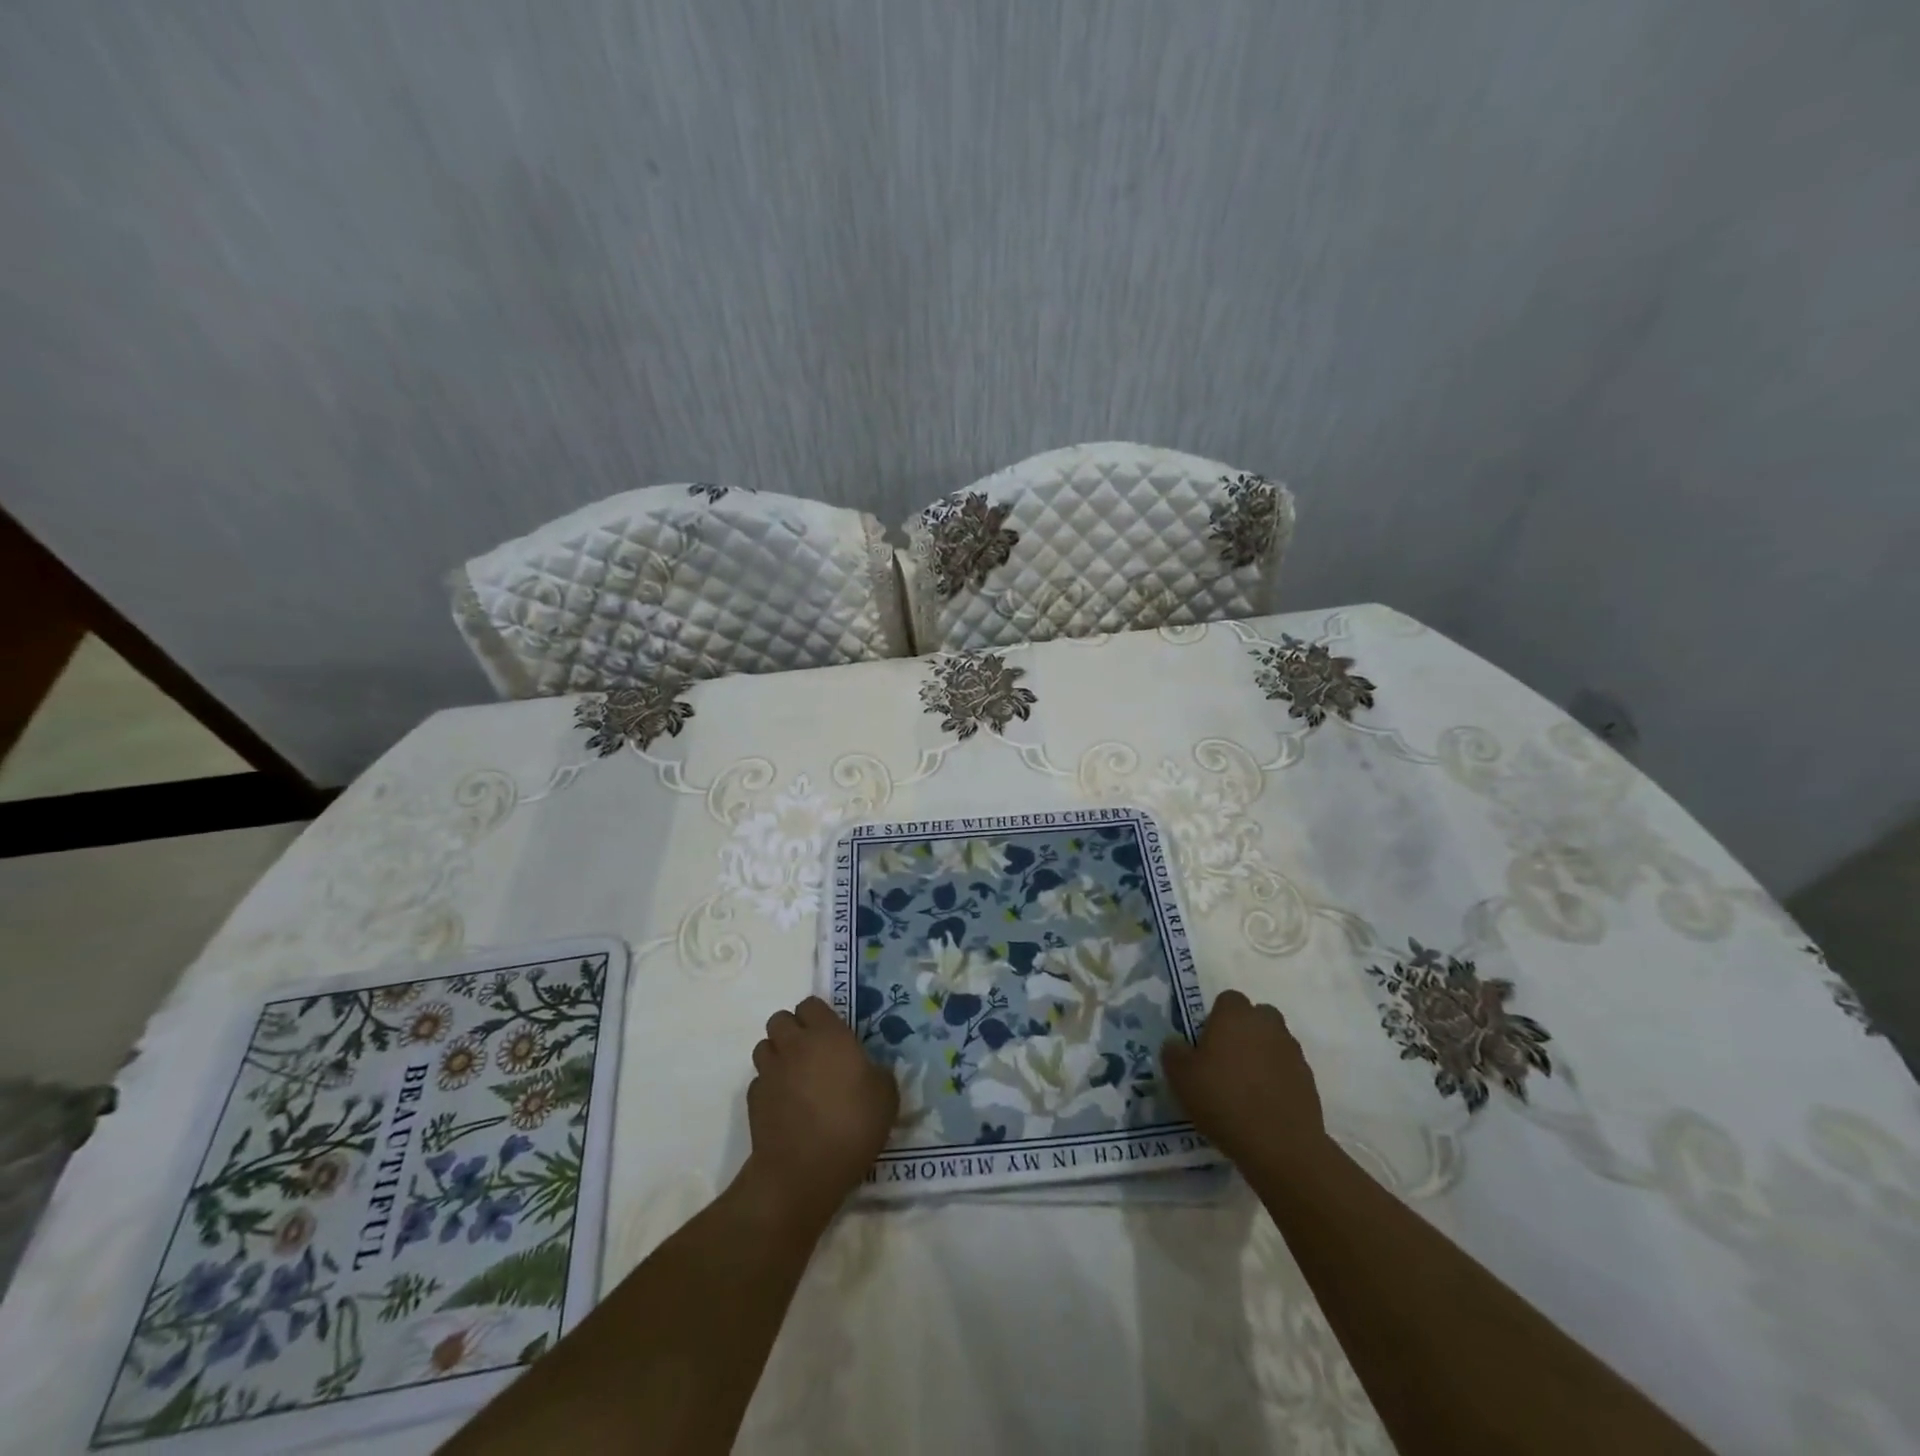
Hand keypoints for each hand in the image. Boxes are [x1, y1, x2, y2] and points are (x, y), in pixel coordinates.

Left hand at [742, 997, 897, 1228]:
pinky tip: (785, 1106)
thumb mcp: (886, 1096)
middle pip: (780, 1019)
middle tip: (811, 1053)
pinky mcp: (753, 1099)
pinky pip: (759, 1080)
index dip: (819, 1016)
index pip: (811, 1004)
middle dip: (792, 1030)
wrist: (803, 1171)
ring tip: (795, 1077)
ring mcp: (770, 1071)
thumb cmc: (852, 1125)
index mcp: (827, 1035)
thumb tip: (869, 1070)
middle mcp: (794, 1045)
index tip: (832, 1035)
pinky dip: (769, 1087)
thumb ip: (877, 1073)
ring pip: (764, 1047)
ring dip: (777, 1055)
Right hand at [1162, 989, 1330, 1177]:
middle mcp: (1267, 1024)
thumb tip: (1176, 1043)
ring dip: (1262, 1055)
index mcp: (1235, 1015)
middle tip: (1226, 1061)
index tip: (1207, 1044)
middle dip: (1244, 1032)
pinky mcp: (1308, 1079)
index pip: (1228, 1000)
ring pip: (1273, 1042)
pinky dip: (1277, 1079)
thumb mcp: (1181, 1078)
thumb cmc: (1223, 1100)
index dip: (1216, 1018)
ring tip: (1246, 1087)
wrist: (1280, 1145)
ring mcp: (1292, 1051)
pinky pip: (1287, 1069)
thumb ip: (1174, 1052)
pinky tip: (1264, 1105)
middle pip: (1256, 1017)